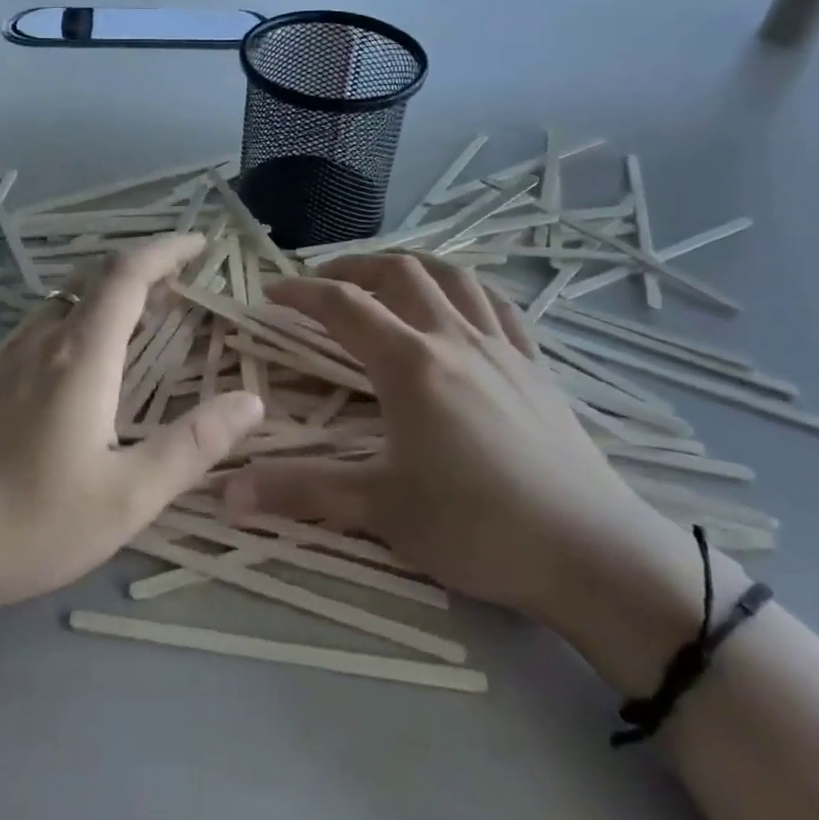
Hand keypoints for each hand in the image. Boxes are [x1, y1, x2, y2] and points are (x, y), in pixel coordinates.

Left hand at [0, 234, 264, 623]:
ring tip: (134, 325)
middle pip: (92, 280)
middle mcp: (36, 342)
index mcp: (79, 356)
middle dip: (140, 271)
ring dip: (103, 299)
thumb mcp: (125, 498)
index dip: (165, 249)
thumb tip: (250, 402)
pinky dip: (70, 326)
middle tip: (177, 287)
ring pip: (59, 305)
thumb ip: (192, 446)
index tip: (198, 244)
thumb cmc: (24, 524)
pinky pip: (32, 332)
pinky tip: (70, 373)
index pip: (127, 274)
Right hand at [223, 254, 678, 624]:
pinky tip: (458, 304)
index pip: (343, 307)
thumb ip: (302, 492)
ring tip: (384, 279)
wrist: (591, 553)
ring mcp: (502, 348)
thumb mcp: (381, 509)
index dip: (301, 292)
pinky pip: (499, 305)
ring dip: (409, 266)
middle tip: (322, 283)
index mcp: (411, 364)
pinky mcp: (536, 366)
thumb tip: (227, 494)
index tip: (271, 292)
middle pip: (398, 273)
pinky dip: (466, 288)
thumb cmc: (477, 527)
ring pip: (452, 276)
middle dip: (352, 267)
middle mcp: (454, 338)